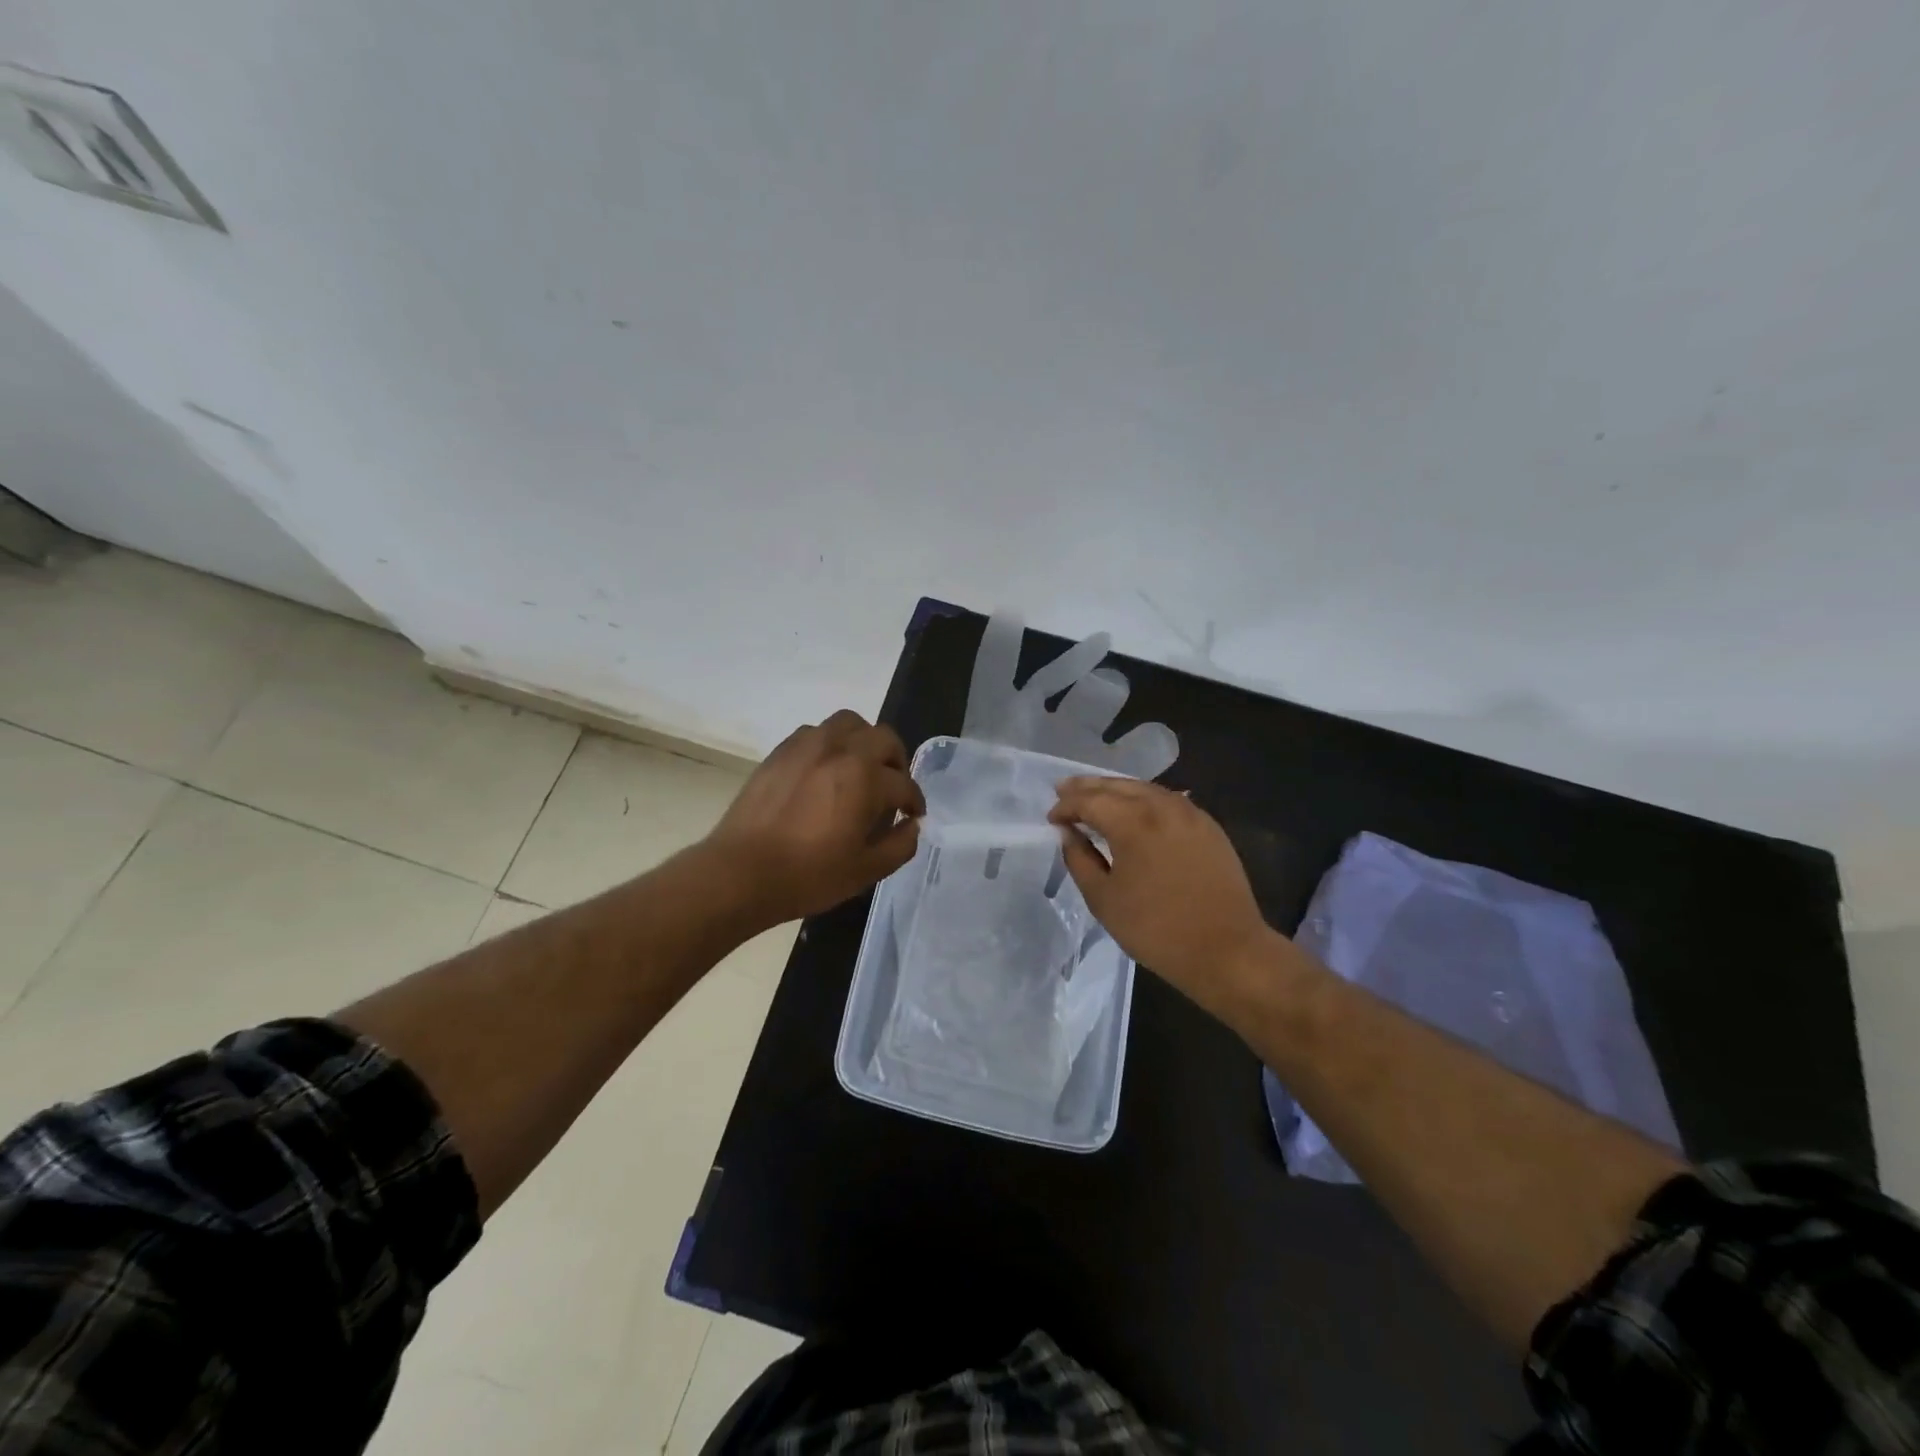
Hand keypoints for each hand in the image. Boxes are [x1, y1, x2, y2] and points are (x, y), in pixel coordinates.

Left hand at [705, 710, 924, 928]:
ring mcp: (807, 746)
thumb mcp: (866, 871)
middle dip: (896, 761)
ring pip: (849, 723)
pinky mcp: (781, 751)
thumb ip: (900, 845)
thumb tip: (911, 826)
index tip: (912, 815)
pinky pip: (816, 732)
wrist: (740, 872)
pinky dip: (831, 744)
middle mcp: (840, 750)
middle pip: (883, 738)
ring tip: (860, 768)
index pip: (903, 783)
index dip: (913, 802)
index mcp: (866, 778)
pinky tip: (825, 770)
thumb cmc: (808, 875)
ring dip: (864, 741)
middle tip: (892, 787)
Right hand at [1049, 778, 1279, 1024]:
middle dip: (1087, 787)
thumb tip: (1068, 834)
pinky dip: (1144, 799)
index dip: (1066, 806)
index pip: (1089, 801)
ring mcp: (1190, 813)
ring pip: (1144, 789)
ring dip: (1116, 789)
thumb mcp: (1104, 900)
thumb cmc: (1156, 930)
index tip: (1051, 818)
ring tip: (1095, 796)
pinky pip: (1168, 801)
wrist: (1227, 951)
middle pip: (1117, 786)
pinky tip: (1135, 809)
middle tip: (1064, 790)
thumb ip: (1079, 860)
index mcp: (1133, 822)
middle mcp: (1162, 806)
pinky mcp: (1209, 826)